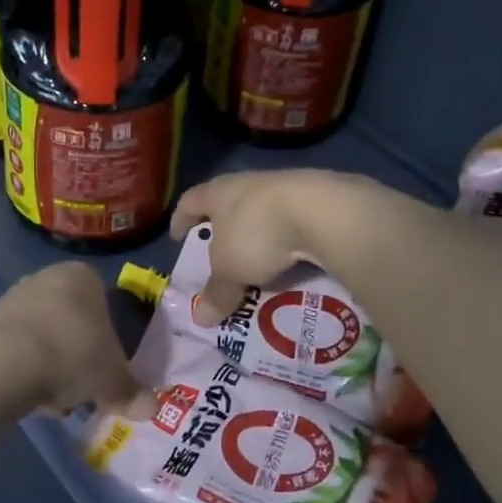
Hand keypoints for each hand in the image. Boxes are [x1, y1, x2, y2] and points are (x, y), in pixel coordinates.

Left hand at [0, 262, 149, 416]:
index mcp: (82, 276)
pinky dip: (27, 370)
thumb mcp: (112, 379)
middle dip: (78, 352)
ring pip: (45, 335)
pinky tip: (33, 396)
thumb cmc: (73, 355)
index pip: (104, 301)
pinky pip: (18, 348)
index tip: (107, 365)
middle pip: (72, 318)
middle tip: (85, 385)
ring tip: (58, 399)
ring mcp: (14, 298)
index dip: (108, 337)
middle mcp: (46, 277)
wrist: (7, 364)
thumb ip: (132, 392)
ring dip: (52, 364)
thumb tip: (152, 408)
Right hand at [170, 169, 374, 320]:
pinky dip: (290, 239)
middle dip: (224, 228)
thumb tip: (201, 319)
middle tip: (220, 253)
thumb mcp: (231, 270)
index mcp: (219, 192)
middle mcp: (249, 183)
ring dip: (259, 234)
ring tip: (260, 262)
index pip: (190, 201)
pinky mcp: (318, 198)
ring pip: (264, 212)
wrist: (323, 210)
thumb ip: (217, 292)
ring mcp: (286, 187)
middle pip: (228, 203)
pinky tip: (294, 259)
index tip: (178, 237)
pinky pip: (295, 221)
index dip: (181, 219)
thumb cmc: (259, 233)